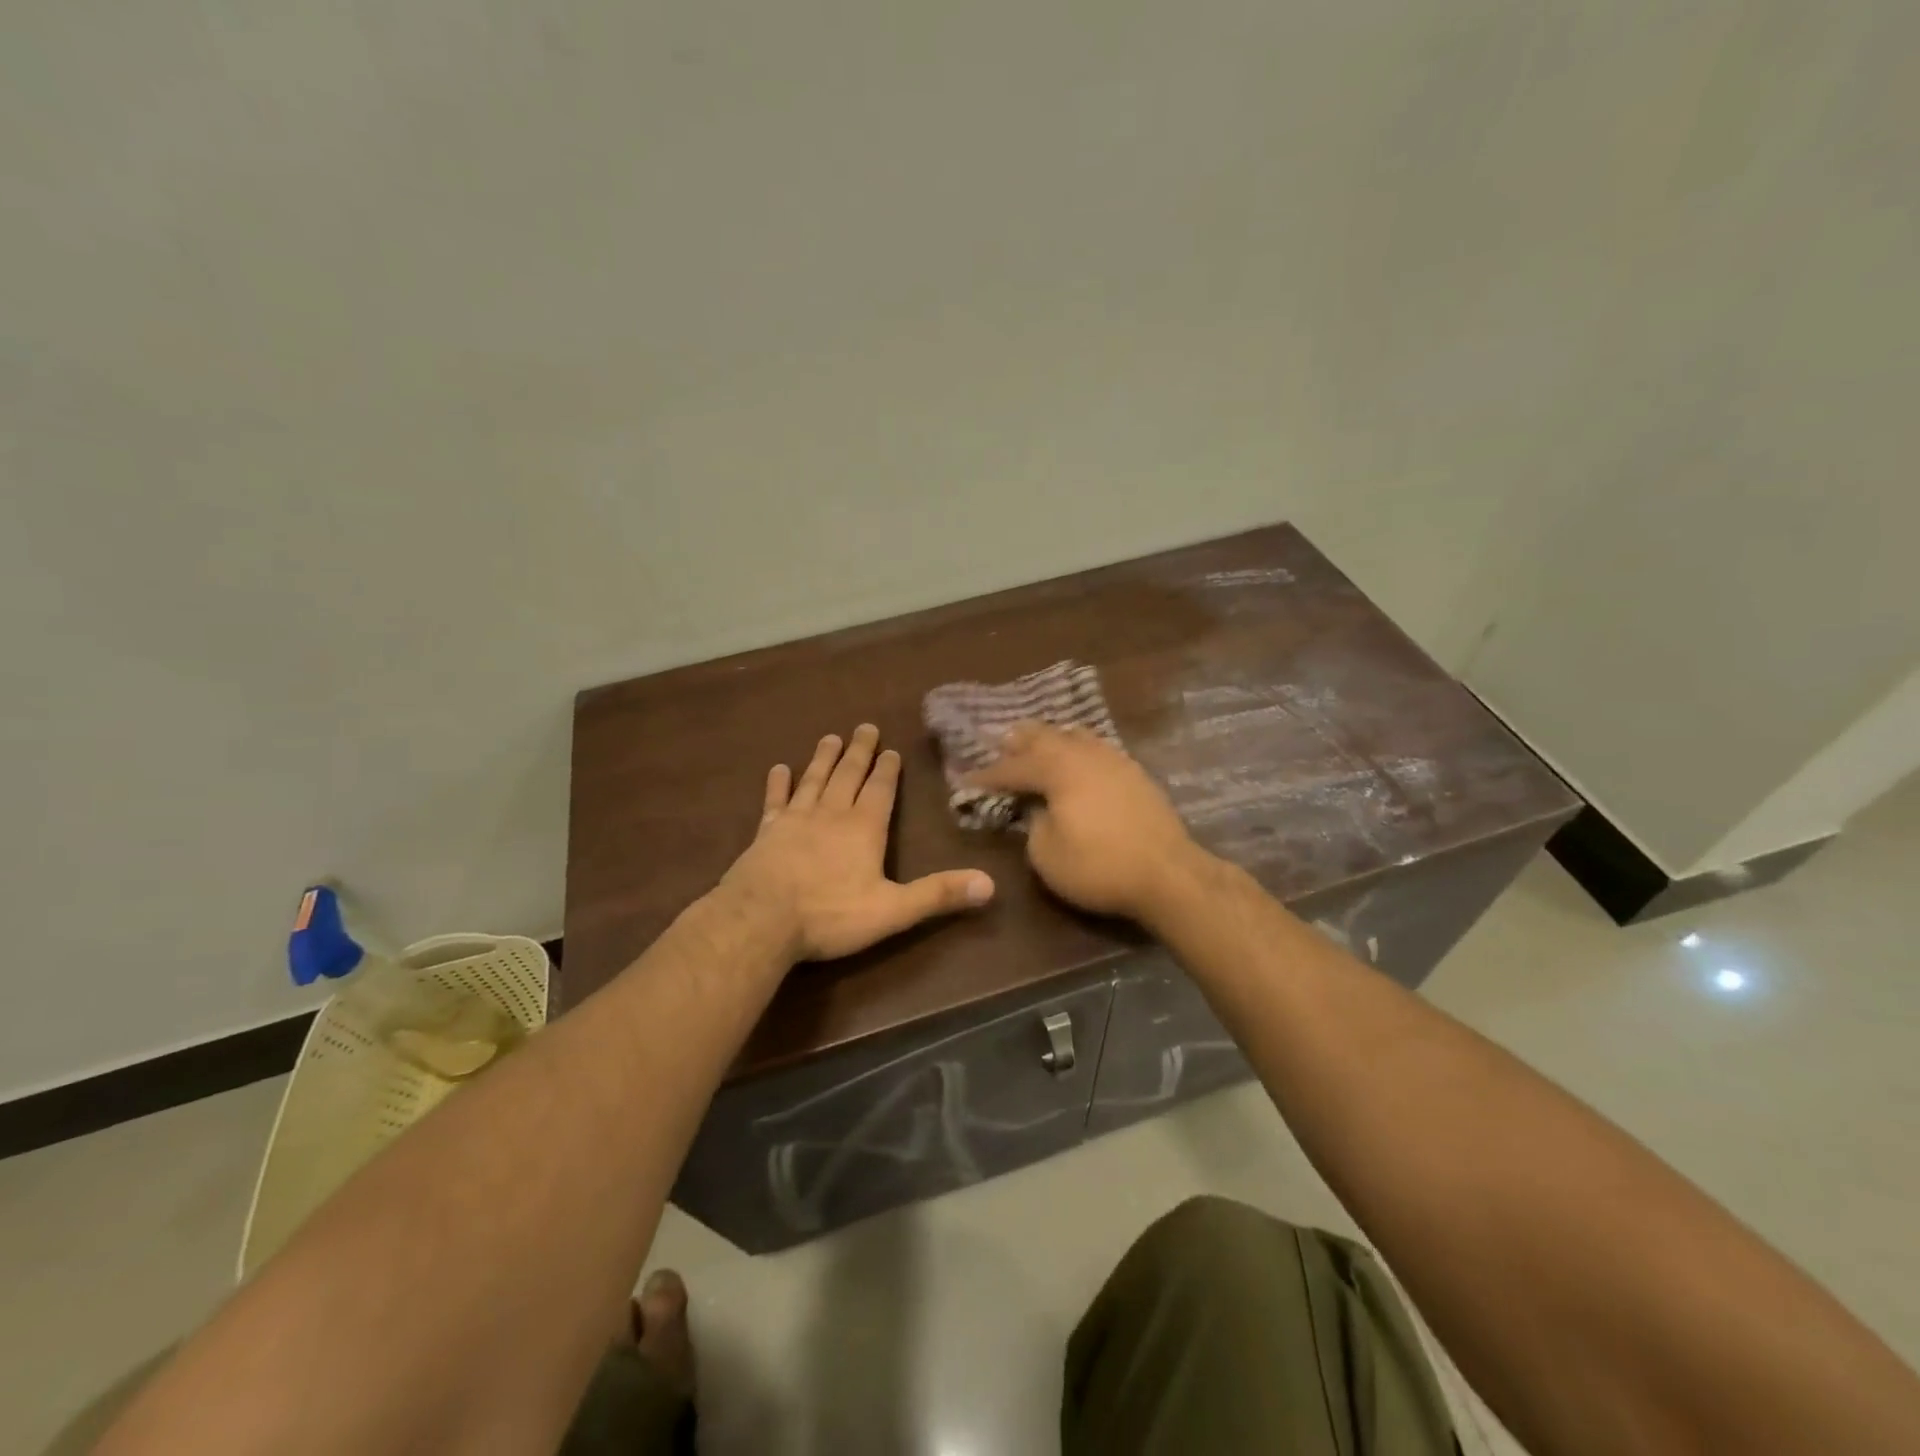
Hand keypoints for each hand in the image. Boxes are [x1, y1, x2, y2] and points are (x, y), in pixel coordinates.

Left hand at [720, 725, 994, 960]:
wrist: (761, 921)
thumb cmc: (830, 915)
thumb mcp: (893, 910)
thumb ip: (938, 894)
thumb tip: (990, 884)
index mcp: (864, 829)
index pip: (880, 791)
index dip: (887, 770)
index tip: (890, 749)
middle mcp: (831, 815)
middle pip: (847, 776)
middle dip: (859, 752)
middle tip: (864, 727)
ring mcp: (795, 821)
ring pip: (813, 780)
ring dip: (823, 759)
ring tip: (830, 737)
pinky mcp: (765, 833)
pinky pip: (774, 802)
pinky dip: (777, 784)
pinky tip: (778, 770)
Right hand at [964, 722, 1202, 921]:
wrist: (1169, 874)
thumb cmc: (1100, 866)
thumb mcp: (1047, 855)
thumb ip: (1033, 825)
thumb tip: (1038, 809)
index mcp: (1058, 769)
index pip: (1013, 767)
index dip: (987, 775)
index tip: (967, 780)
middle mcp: (1084, 754)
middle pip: (1045, 736)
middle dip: (1019, 741)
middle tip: (1001, 744)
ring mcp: (1114, 759)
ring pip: (1075, 735)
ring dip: (1051, 739)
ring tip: (1038, 745)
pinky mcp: (1136, 773)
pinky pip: (1097, 748)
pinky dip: (1078, 749)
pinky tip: (1078, 760)